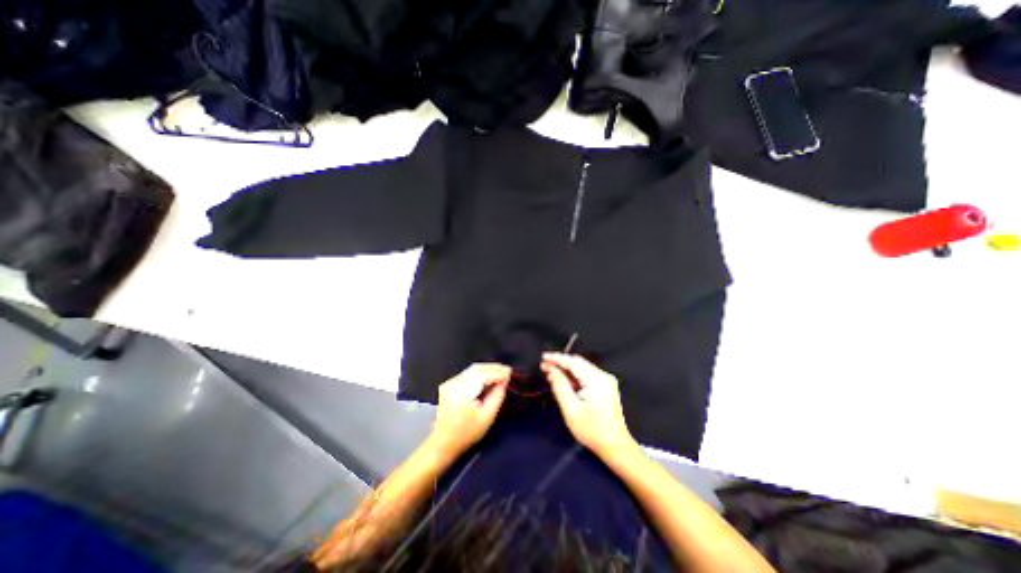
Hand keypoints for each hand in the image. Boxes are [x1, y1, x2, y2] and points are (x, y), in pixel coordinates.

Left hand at [428, 363, 513, 460]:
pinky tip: (488, 378)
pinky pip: (468, 373)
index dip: (498, 372)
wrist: (442, 442)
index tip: (511, 372)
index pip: (484, 375)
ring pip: (473, 369)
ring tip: (501, 373)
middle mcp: (454, 383)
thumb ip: (497, 396)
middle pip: (478, 368)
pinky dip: (480, 373)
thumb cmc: (466, 434)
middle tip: (508, 371)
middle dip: (494, 368)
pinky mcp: (449, 384)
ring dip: (487, 369)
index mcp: (462, 392)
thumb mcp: (487, 417)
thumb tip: (505, 380)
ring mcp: (450, 382)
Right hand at [542, 351, 634, 458]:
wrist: (615, 447)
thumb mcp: (571, 410)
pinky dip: (574, 376)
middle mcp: (603, 376)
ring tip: (551, 373)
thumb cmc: (592, 431)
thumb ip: (560, 386)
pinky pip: (586, 375)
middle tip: (544, 366)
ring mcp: (606, 380)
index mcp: (597, 380)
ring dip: (566, 369)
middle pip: (578, 363)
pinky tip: (564, 381)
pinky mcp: (605, 386)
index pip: (574, 362)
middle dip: (560, 363)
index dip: (557, 358)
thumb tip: (551, 370)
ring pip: (582, 368)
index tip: (543, 357)